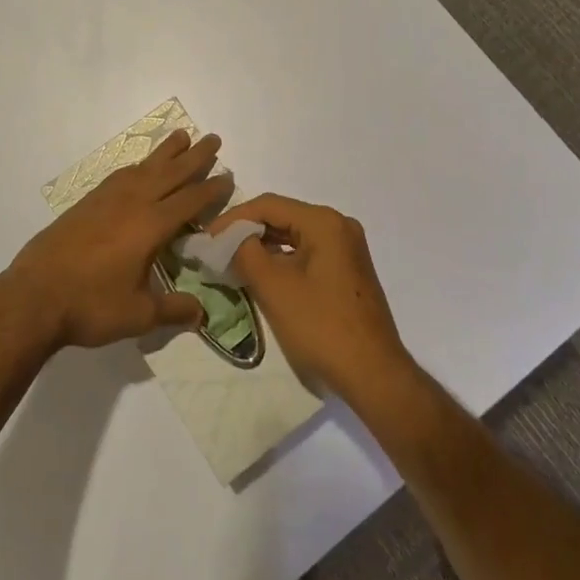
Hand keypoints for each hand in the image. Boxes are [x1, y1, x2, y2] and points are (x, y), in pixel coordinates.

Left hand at [2, 130, 229, 348]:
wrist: (34, 296)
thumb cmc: (90, 306)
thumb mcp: (138, 315)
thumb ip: (172, 310)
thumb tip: (201, 313)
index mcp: (151, 226)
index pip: (190, 200)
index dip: (212, 188)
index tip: (228, 176)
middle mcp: (133, 203)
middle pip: (171, 173)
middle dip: (195, 156)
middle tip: (213, 138)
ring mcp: (107, 199)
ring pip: (144, 167)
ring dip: (166, 152)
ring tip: (181, 136)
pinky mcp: (87, 202)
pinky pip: (121, 174)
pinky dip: (138, 165)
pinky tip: (140, 167)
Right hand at [212, 194, 408, 401]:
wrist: (373, 374)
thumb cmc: (321, 327)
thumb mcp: (274, 287)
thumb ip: (245, 253)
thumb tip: (228, 239)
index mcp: (324, 222)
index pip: (269, 205)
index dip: (233, 219)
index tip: (206, 238)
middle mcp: (339, 226)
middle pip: (282, 217)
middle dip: (246, 232)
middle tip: (215, 250)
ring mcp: (347, 249)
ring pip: (294, 237)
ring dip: (263, 247)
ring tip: (231, 262)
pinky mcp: (347, 271)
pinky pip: (307, 254)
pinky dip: (282, 261)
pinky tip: (261, 276)